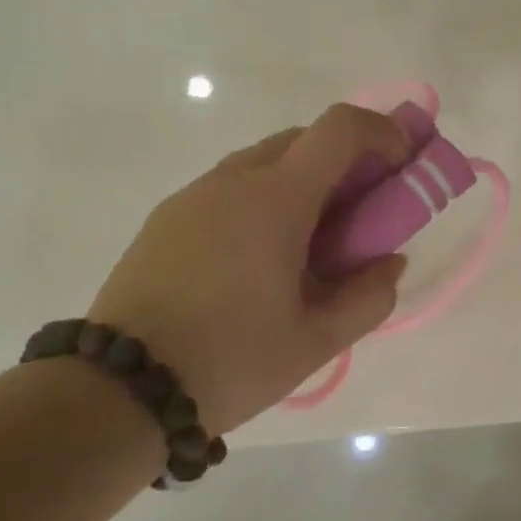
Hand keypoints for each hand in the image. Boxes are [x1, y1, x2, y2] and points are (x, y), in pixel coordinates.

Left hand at [87, 104, 410, 433]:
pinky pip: (230, 188)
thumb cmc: (230, 360)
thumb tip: (390, 262)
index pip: (338, 129)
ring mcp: (193, 196)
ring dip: (303, 181)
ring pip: (263, 161)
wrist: (119, 390)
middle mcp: (232, 180)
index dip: (381, 133)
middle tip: (363, 211)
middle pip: (302, 139)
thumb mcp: (316, 340)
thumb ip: (369, 296)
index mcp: (275, 199)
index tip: (401, 164)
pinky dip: (264, 199)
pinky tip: (262, 256)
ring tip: (313, 240)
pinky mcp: (166, 219)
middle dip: (345, 161)